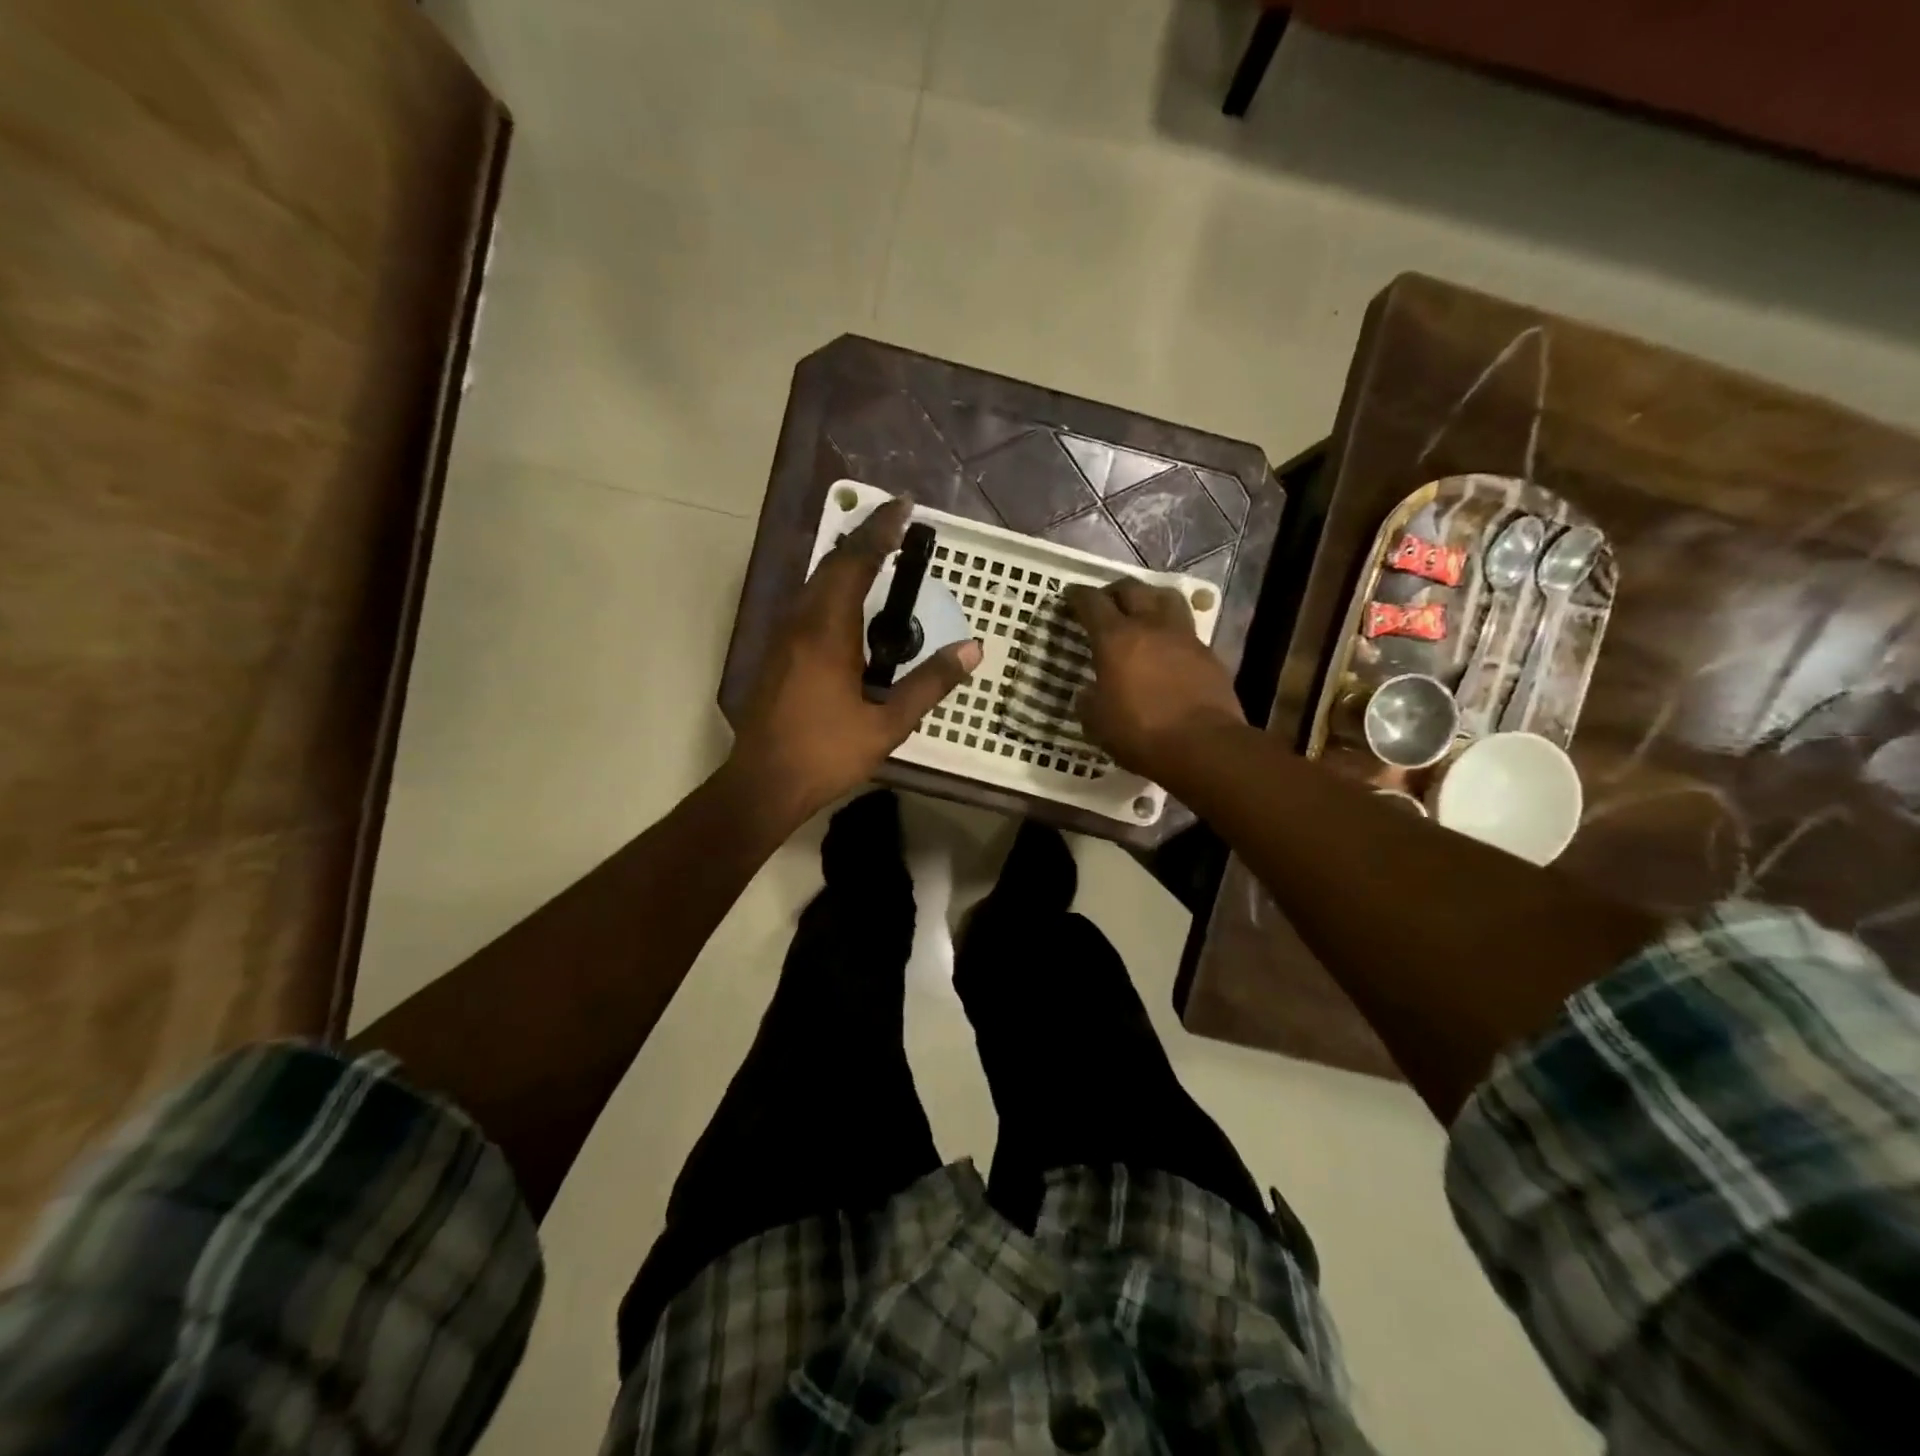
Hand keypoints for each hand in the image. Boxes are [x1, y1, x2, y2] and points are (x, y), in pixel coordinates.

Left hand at [730, 497, 981, 820]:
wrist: (763, 783)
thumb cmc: (826, 754)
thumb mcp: (888, 724)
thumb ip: (930, 684)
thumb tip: (972, 649)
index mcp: (827, 631)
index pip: (855, 563)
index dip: (881, 531)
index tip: (904, 508)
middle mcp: (800, 622)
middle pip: (831, 564)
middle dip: (865, 539)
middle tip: (897, 526)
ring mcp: (783, 637)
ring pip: (815, 583)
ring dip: (846, 562)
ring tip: (879, 557)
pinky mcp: (777, 654)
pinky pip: (808, 604)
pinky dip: (834, 588)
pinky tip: (851, 606)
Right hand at [1063, 579, 1244, 778]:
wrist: (1203, 746)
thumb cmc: (1140, 733)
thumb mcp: (1096, 722)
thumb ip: (1089, 700)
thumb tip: (1090, 692)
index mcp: (1115, 639)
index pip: (1092, 603)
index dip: (1077, 596)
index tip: (1070, 596)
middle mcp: (1150, 626)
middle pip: (1132, 589)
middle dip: (1114, 591)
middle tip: (1105, 602)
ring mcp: (1184, 637)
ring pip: (1166, 598)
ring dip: (1149, 598)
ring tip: (1141, 611)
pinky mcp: (1208, 654)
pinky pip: (1186, 629)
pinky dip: (1171, 630)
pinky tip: (1167, 647)